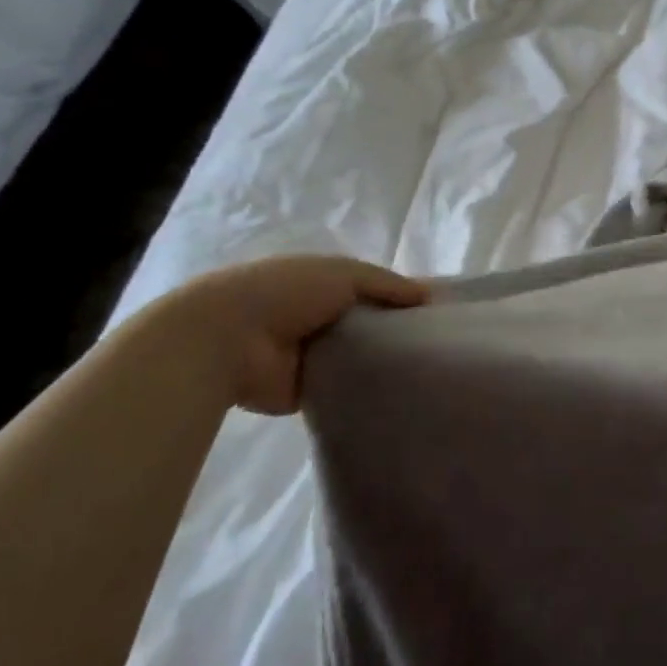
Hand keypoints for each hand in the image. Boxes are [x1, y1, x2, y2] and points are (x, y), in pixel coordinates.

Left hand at [152, 255, 428, 413]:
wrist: (228, 339)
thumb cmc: (286, 292)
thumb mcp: (345, 273)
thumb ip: (387, 285)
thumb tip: (430, 296)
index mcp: (324, 285)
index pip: (372, 292)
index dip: (401, 299)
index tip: (435, 313)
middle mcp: (321, 318)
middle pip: (369, 326)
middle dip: (396, 333)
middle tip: (438, 345)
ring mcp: (313, 356)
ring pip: (360, 359)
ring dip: (382, 363)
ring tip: (426, 371)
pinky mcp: (307, 391)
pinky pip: (346, 389)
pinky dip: (365, 390)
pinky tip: (399, 392)